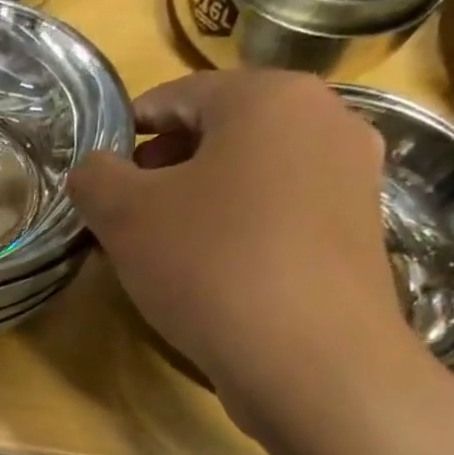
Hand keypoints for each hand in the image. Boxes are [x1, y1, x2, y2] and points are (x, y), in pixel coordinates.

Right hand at [67, 70, 418, 424]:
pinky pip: (281, 213)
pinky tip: (212, 272)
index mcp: (270, 96)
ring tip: (164, 248)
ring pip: (251, 174)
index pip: (177, 95)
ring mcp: (352, 178)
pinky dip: (239, 228)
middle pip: (219, 132)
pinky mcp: (359, 232)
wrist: (311, 360)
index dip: (126, 132)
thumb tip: (95, 170)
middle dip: (163, 170)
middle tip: (125, 215)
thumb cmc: (210, 265)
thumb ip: (94, 177)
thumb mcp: (124, 216)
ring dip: (200, 200)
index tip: (98, 175)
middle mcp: (326, 120)